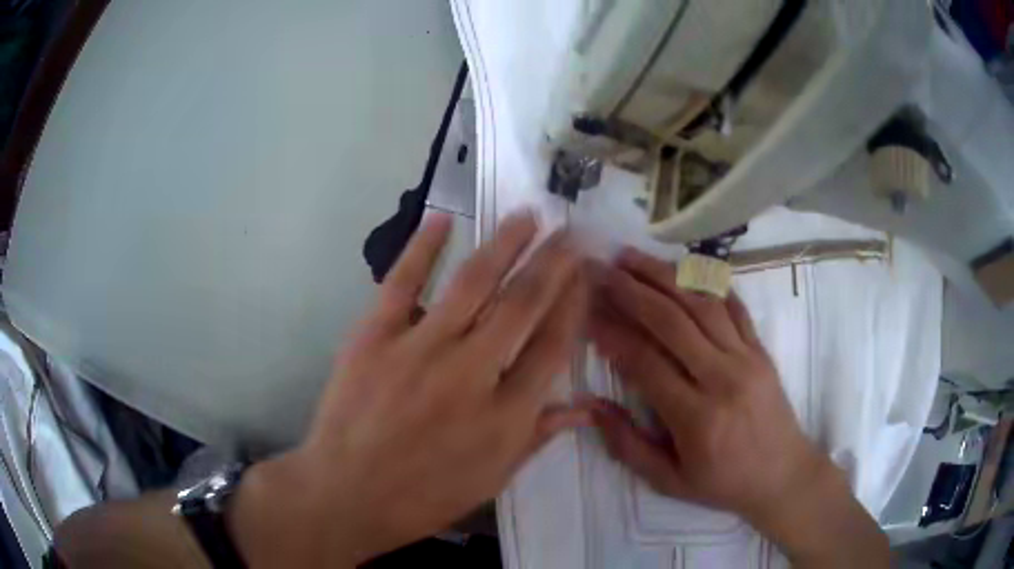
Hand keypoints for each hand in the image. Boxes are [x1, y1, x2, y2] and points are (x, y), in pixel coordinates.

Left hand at [229, 211, 590, 566]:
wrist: (346, 493)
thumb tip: (584, 406)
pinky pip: (402, 283)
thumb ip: (537, 437)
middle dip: (554, 262)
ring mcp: (419, 350)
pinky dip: (422, 248)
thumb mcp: (491, 480)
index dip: (574, 303)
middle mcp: (470, 374)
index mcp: (504, 415)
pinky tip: (442, 218)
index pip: (553, 345)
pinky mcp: (374, 337)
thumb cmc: (423, 496)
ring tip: (528, 215)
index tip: (586, 273)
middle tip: (571, 230)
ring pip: (473, 283)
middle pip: (523, 304)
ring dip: (505, 244)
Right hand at [587, 249, 888, 566]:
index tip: (588, 314)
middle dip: (632, 291)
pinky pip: (734, 305)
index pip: (646, 362)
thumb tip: (591, 405)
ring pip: (702, 303)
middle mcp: (722, 378)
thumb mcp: (668, 481)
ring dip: (664, 275)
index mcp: (696, 418)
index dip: (613, 334)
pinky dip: (707, 282)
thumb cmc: (723, 482)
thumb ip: (627, 444)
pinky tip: (683, 268)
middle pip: (672, 321)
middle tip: (602, 270)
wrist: (783, 474)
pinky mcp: (761, 349)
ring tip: (632, 256)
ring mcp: (747, 358)